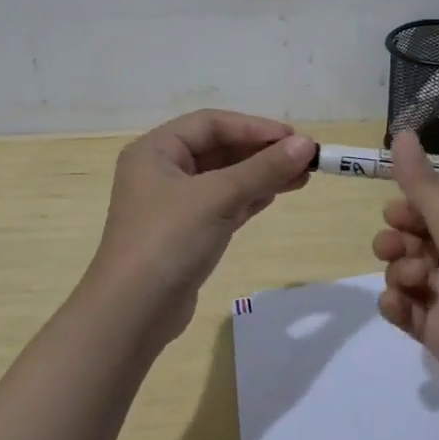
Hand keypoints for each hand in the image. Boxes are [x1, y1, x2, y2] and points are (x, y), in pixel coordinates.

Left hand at [85, 110, 314, 344]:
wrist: (132, 315)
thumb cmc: (168, 241)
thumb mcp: (217, 198)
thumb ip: (262, 169)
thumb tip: (306, 145)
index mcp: (155, 150)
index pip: (211, 124)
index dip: (254, 127)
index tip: (294, 138)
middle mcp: (161, 171)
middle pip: (219, 149)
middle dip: (261, 152)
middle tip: (305, 158)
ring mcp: (173, 204)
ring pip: (224, 178)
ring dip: (261, 175)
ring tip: (302, 176)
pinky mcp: (186, 233)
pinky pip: (223, 204)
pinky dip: (249, 198)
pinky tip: (276, 195)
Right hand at [373, 131, 438, 418]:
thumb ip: (425, 187)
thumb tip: (401, 131)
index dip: (411, 208)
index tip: (393, 214)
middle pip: (419, 238)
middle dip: (399, 240)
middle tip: (391, 247)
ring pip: (409, 272)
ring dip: (400, 271)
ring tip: (410, 281)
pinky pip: (407, 309)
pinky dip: (397, 305)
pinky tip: (397, 307)